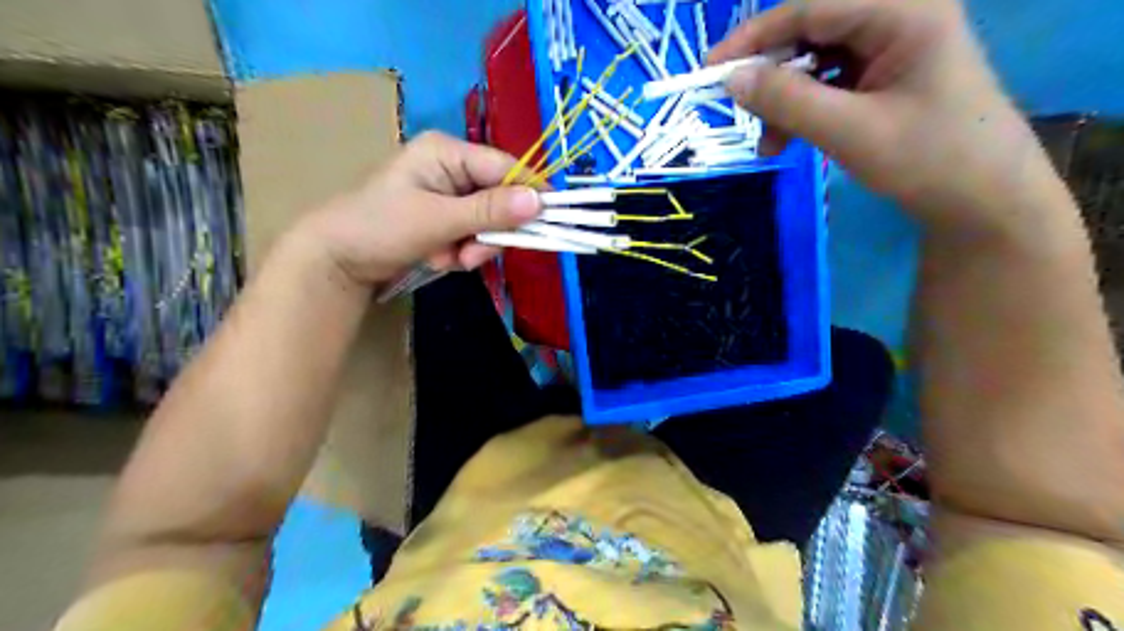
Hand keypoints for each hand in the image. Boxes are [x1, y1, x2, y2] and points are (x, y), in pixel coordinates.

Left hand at [299, 130, 543, 288]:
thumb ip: (489, 211)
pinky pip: (473, 237)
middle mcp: (452, 169)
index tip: (552, 219)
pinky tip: (437, 259)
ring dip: (473, 248)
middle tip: (471, 256)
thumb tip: (541, 202)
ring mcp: (449, 196)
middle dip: (488, 233)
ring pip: (488, 224)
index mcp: (447, 152)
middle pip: (500, 199)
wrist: (336, 261)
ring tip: (445, 259)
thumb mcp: (437, 219)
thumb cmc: (380, 227)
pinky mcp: (445, 220)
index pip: (505, 167)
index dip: (531, 193)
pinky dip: (461, 254)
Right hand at [709, 1, 1063, 232]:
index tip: (711, 69)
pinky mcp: (885, 76)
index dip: (754, 36)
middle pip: (811, 31)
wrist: (983, 201)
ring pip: (815, 61)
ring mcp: (892, 48)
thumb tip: (730, 79)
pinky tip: (788, 142)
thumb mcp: (848, 131)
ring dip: (784, 101)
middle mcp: (898, 17)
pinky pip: (829, 83)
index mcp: (902, 11)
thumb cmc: (926, 160)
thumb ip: (786, 101)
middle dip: (772, 76)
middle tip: (741, 112)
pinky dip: (803, 111)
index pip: (811, 6)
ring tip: (770, 146)